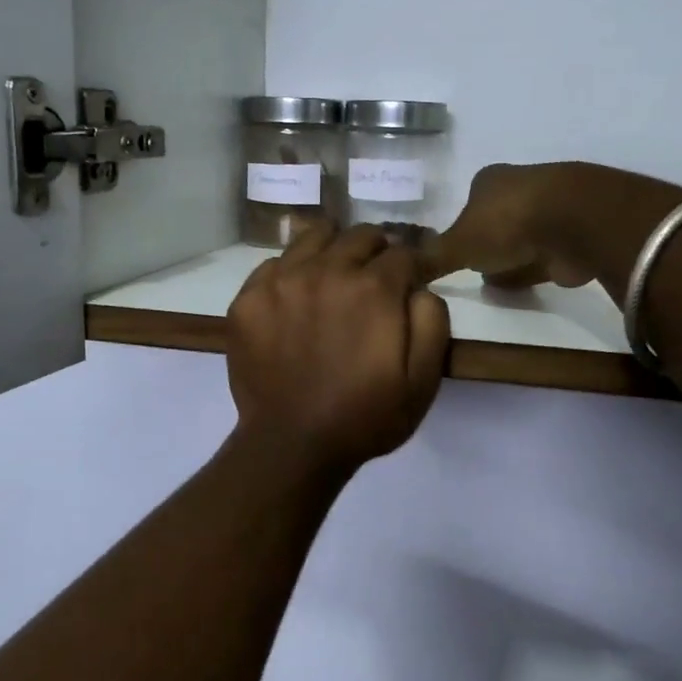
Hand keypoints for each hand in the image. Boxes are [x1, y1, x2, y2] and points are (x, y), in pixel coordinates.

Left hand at [227, 222, 450, 475]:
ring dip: (333, 249)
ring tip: (335, 277)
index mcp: (373, 288)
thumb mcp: (423, 381)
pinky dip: (293, 272)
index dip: (412, 265)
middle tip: (375, 279)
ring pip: (315, 235)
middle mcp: (326, 270)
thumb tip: (419, 287)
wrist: (292, 445)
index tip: (411, 280)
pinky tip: (297, 299)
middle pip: (359, 236)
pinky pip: (275, 262)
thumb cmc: (365, 416)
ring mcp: (282, 281)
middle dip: (376, 252)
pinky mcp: (249, 298)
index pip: (402, 252)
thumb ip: (432, 322)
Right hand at [423, 163, 594, 288]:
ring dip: (511, 259)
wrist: (573, 222)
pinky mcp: (573, 237)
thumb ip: (431, 258)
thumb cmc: (506, 224)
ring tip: (494, 284)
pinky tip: (521, 286)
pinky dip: (532, 270)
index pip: (469, 204)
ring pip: (522, 239)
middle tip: (474, 270)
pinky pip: (545, 257)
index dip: (461, 228)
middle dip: (488, 243)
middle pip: (496, 220)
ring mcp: (550, 211)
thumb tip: (401, 268)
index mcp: (489, 182)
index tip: (455, 252)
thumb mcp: (457, 245)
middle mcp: (520, 189)